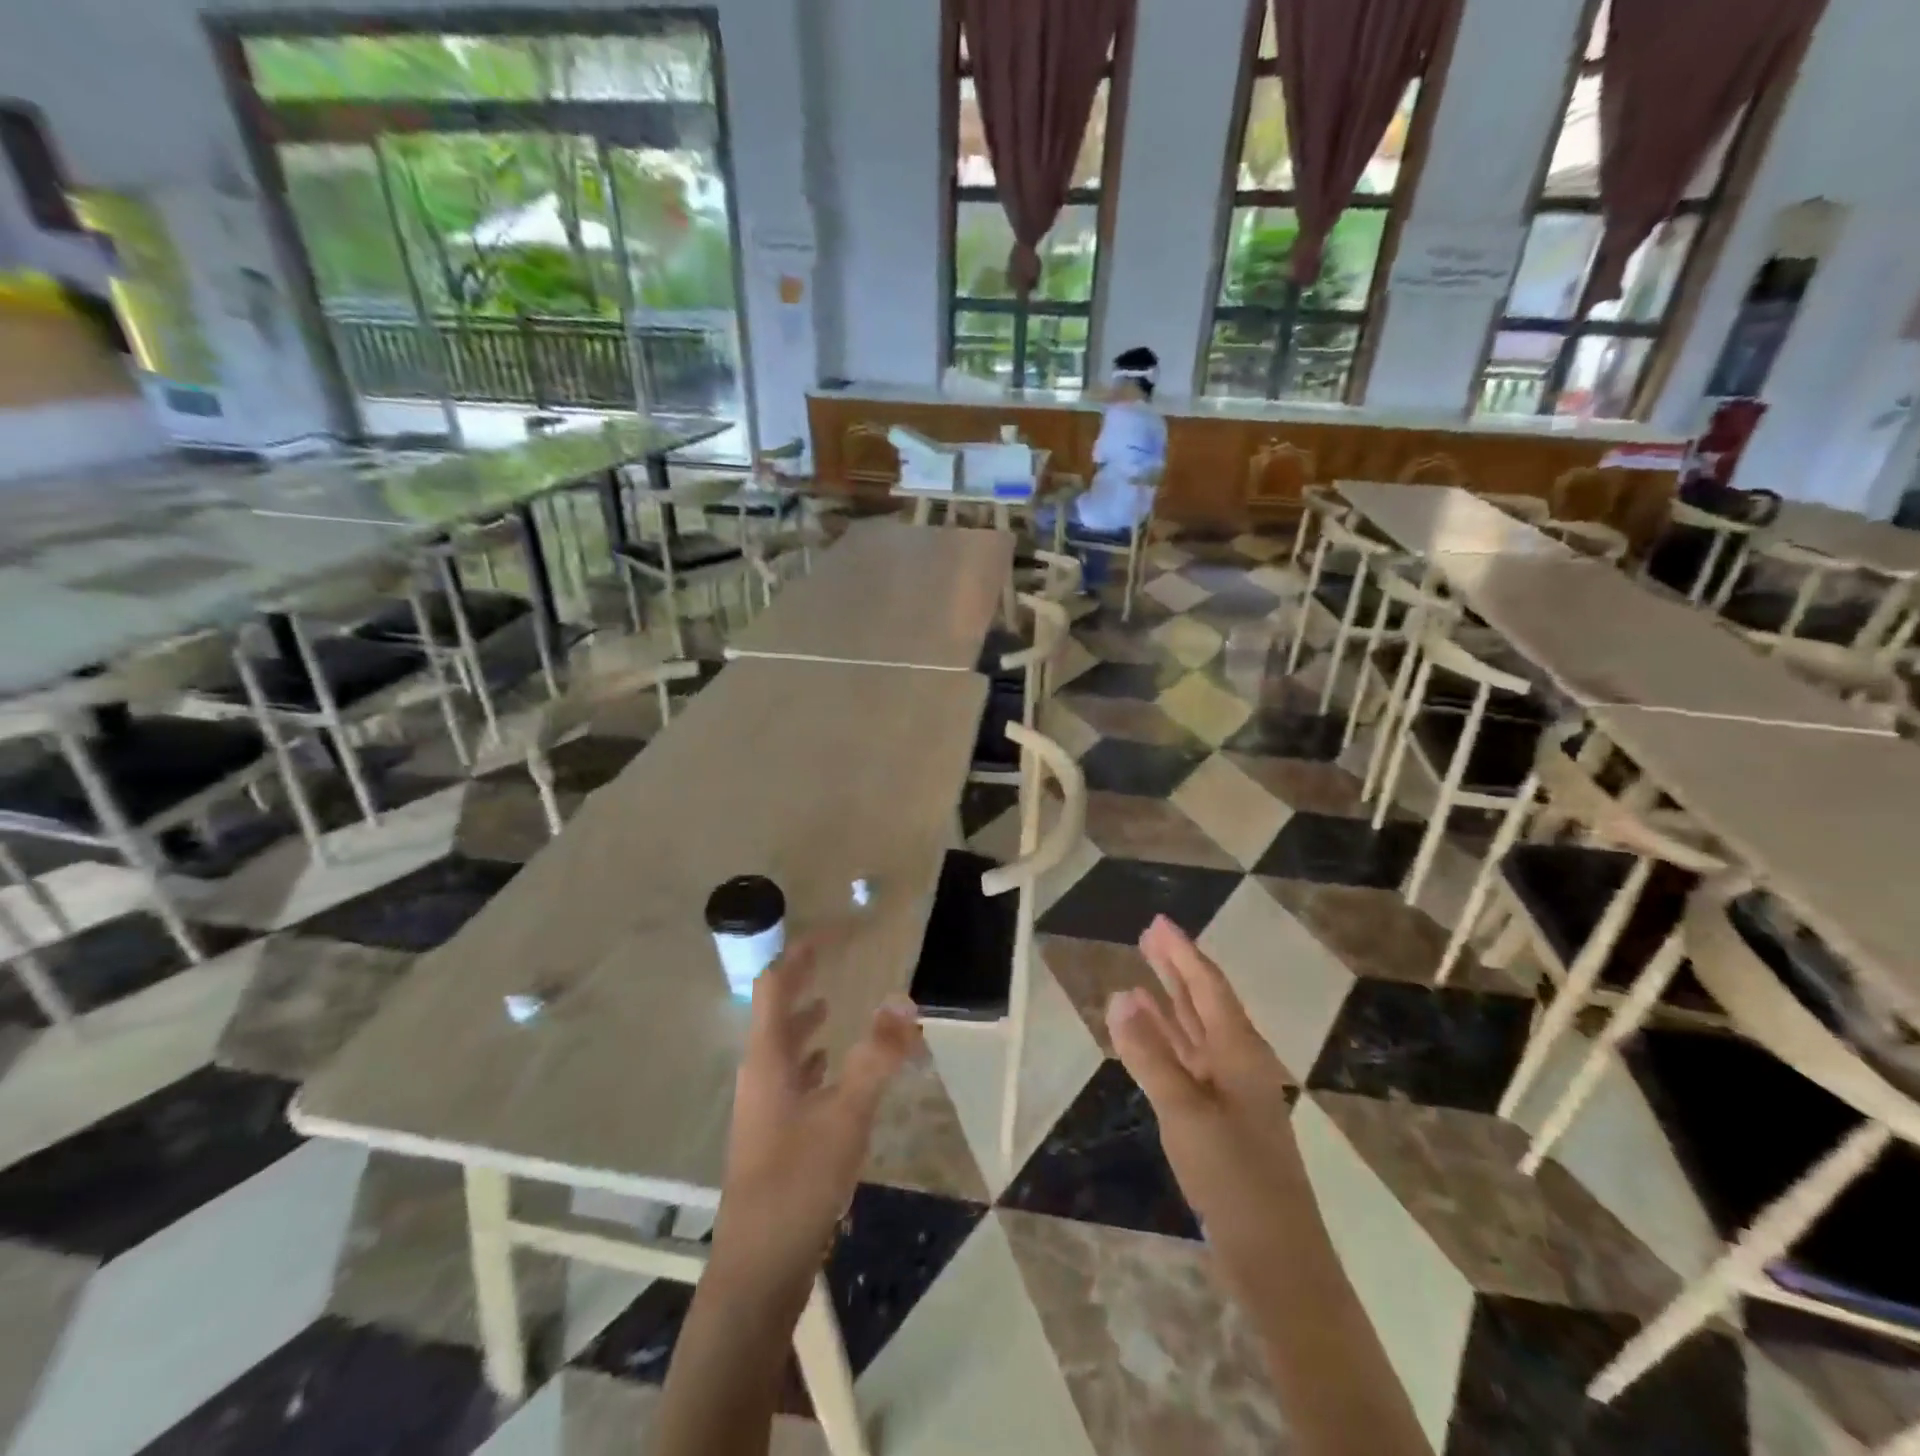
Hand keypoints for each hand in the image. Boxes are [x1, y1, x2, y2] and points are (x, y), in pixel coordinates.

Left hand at [714, 937, 920, 1286]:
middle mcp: (759, 1074)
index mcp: (767, 1058)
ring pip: (782, 1048)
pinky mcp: (773, 1136)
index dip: (797, 954)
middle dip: (800, 983)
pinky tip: (831, 1071)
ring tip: (833, 1006)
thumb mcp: (847, 1114)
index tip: (828, 933)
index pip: (773, 986)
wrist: (759, 1268)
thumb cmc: (798, 1182)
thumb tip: (904, 1000)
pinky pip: (791, 1079)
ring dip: (804, 1022)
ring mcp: (763, 1107)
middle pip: (774, 1013)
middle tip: (831, 960)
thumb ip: (877, 1056)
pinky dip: (811, 1061)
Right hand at [1106, 915, 1301, 1250]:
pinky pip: (1189, 1062)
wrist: (1277, 1259)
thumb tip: (1119, 996)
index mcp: (1239, 1052)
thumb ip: (1150, 1054)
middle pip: (1204, 1002)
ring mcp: (1229, 1092)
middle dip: (1177, 969)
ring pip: (1196, 1033)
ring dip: (1170, 1003)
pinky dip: (1167, 1042)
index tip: (1158, 923)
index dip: (1182, 952)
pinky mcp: (1219, 1119)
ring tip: (1142, 976)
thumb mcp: (1184, 1111)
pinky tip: (1148, 1038)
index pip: (1207, 986)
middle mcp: (1238, 1062)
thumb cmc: (1234, 1176)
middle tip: (1149, 936)